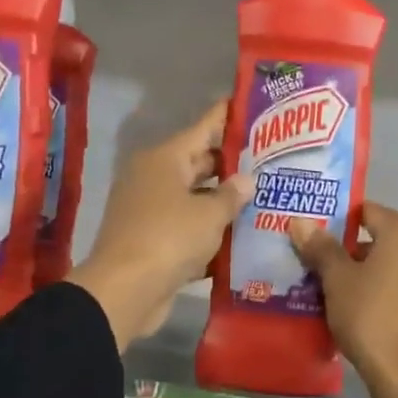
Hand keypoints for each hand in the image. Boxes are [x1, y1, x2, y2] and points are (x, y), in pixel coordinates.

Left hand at [69, 102, 252, 351]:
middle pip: (199, 163)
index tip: (252, 107)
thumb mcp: (209, 213)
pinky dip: (209, 232)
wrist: (126, 290)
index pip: (203, 128)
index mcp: (165, 159)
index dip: (227, 118)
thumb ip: (232, 194)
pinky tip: (242, 237)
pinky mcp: (153, 241)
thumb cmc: (169, 238)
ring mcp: (151, 210)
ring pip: (195, 198)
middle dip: (232, 164)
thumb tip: (247, 180)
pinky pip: (187, 228)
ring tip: (265, 198)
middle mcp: (155, 178)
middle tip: (271, 160)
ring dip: (223, 202)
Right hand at [288, 203, 397, 397]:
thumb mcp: (338, 282)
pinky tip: (367, 312)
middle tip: (320, 268)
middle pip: (383, 238)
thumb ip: (321, 247)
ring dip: (371, 273)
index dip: (338, 221)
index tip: (314, 239)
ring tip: (339, 294)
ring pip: (397, 265)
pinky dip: (389, 292)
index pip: (367, 211)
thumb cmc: (373, 320)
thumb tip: (299, 220)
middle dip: (352, 251)